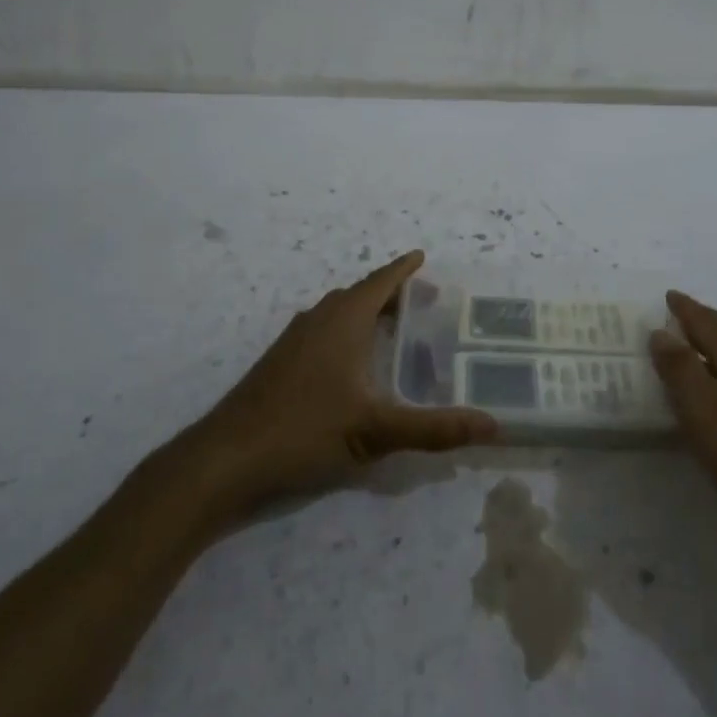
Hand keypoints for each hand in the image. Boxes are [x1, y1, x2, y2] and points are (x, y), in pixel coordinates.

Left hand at [193, 251, 497, 508]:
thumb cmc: (303, 432)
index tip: (422, 257)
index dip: (403, 270)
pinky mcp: (279, 364)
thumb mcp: (375, 432)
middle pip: (359, 294)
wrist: (224, 459)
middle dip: (390, 292)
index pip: (380, 282)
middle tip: (422, 301)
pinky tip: (353, 364)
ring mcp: (294, 341)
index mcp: (342, 321)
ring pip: (338, 313)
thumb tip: (492, 425)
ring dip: (366, 312)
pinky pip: (323, 331)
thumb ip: (434, 428)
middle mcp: (318, 320)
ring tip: (393, 328)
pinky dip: (347, 332)